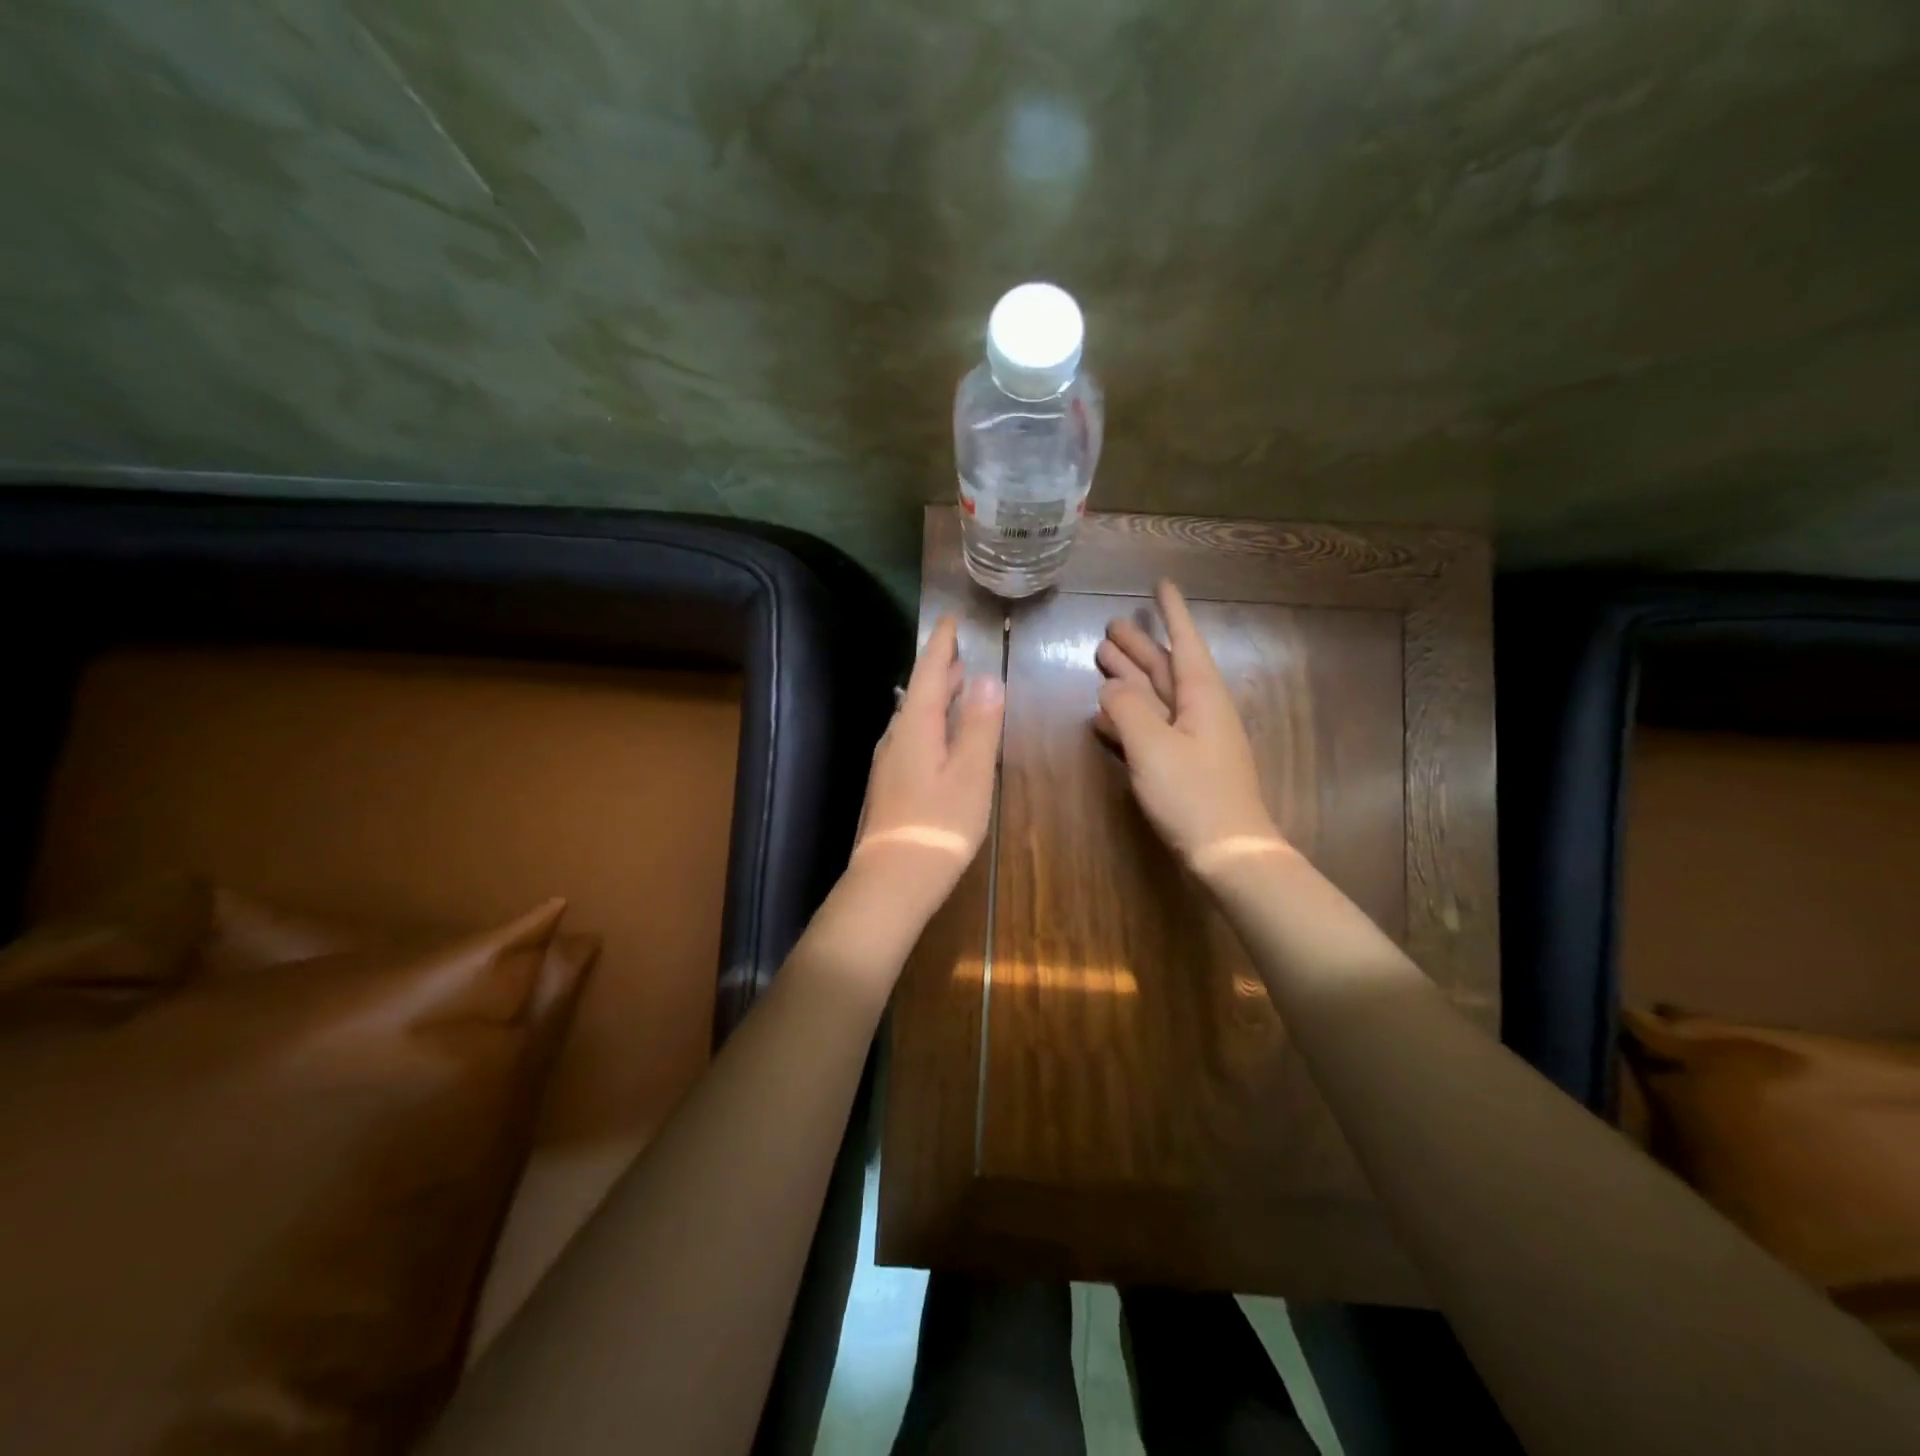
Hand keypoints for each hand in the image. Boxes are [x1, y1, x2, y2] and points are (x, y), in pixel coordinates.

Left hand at [850, 615, 1004, 923]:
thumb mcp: (970, 773)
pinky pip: (912, 737)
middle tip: (957, 652)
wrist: (893, 878)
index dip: (940, 644)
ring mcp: (890, 763)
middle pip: (919, 693)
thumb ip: (979, 725)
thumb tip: (987, 677)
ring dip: (934, 697)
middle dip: (939, 669)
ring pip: (914, 716)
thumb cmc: (939, 824)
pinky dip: (930, 723)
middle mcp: (897, 737)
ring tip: (953, 685)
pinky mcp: (891, 785)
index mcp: (916, 726)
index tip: (949, 619)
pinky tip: (939, 736)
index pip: (928, 672)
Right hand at [1093, 580, 1282, 871]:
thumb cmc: (1194, 794)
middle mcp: (1199, 711)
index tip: (1161, 584)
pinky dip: (1128, 718)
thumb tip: (1111, 686)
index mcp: (1202, 697)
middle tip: (1109, 627)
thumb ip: (1128, 709)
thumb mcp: (1154, 746)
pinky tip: (1104, 716)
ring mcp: (1192, 740)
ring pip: (1156, 698)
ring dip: (1130, 679)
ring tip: (1100, 659)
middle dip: (1140, 647)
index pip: (1184, 643)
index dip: (1172, 613)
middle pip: (1165, 669)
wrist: (1228, 852)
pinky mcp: (1182, 766)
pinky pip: (1151, 729)